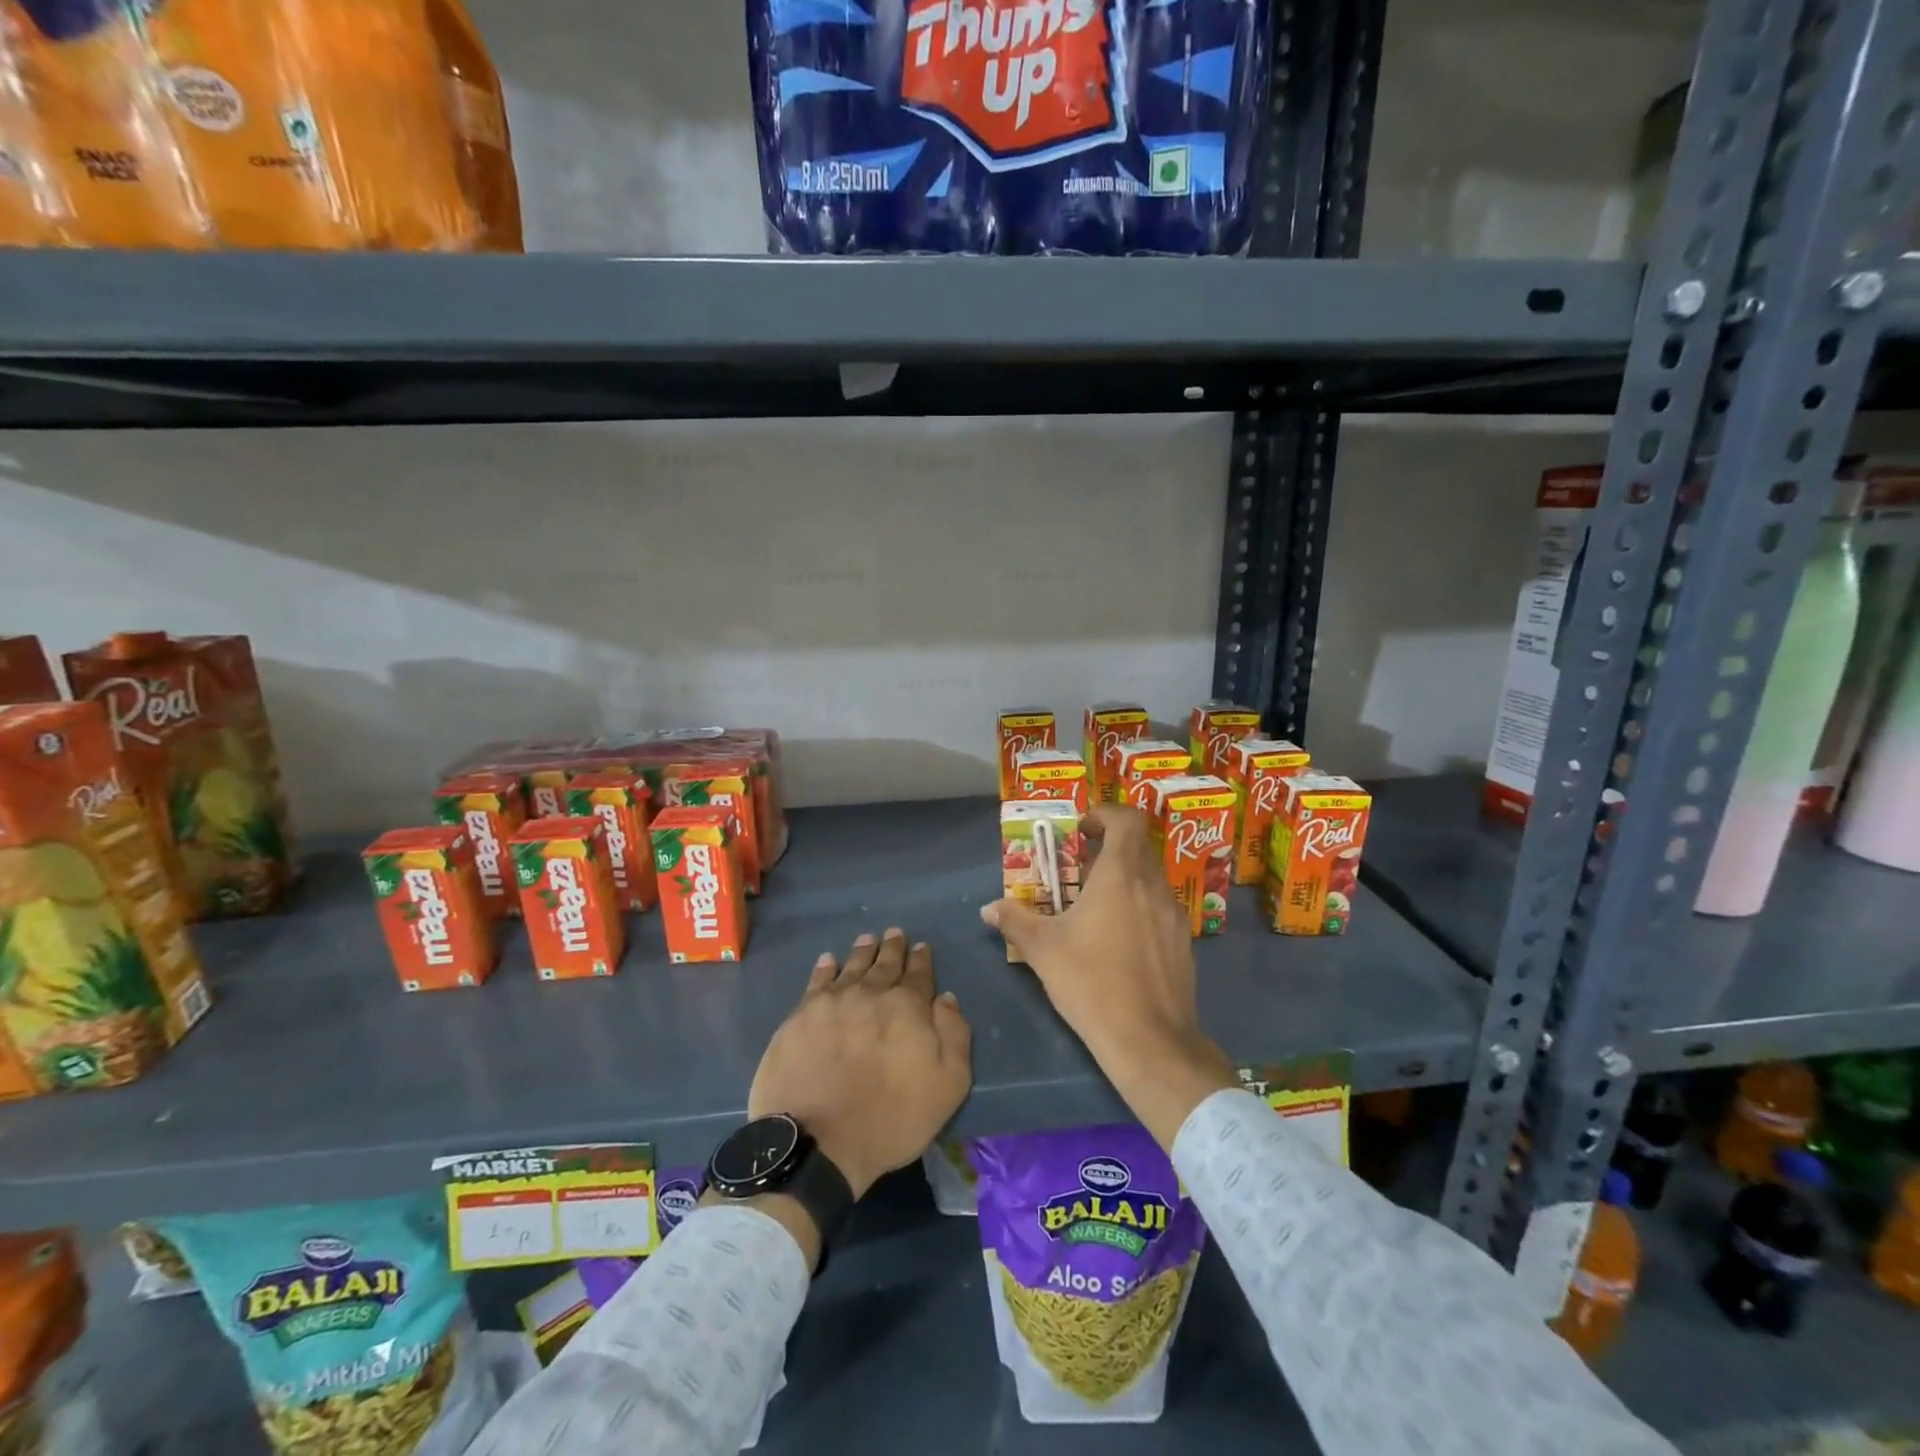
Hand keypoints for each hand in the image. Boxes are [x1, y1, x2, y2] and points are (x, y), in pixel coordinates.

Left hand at [748, 929, 971, 1201]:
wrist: (818, 1142)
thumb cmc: (891, 1119)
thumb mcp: (947, 1085)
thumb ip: (953, 1035)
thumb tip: (946, 998)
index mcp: (908, 1007)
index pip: (919, 974)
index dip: (921, 960)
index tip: (921, 947)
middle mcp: (871, 993)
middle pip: (885, 964)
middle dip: (893, 948)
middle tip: (895, 933)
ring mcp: (832, 1002)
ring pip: (852, 966)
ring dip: (863, 951)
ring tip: (868, 938)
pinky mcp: (801, 1016)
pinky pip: (817, 981)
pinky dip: (825, 968)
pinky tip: (828, 961)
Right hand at [980, 804, 1235, 1149]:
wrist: (1149, 1040)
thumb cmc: (1091, 982)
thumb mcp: (1042, 949)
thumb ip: (1015, 921)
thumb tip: (989, 909)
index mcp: (1122, 875)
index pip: (1127, 820)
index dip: (1104, 815)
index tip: (1081, 831)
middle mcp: (1153, 886)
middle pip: (1138, 847)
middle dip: (1108, 850)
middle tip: (1079, 870)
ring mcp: (1174, 915)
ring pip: (1150, 879)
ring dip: (1124, 880)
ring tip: (1095, 907)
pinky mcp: (1183, 943)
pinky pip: (1159, 908)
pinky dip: (1139, 907)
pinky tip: (1118, 941)